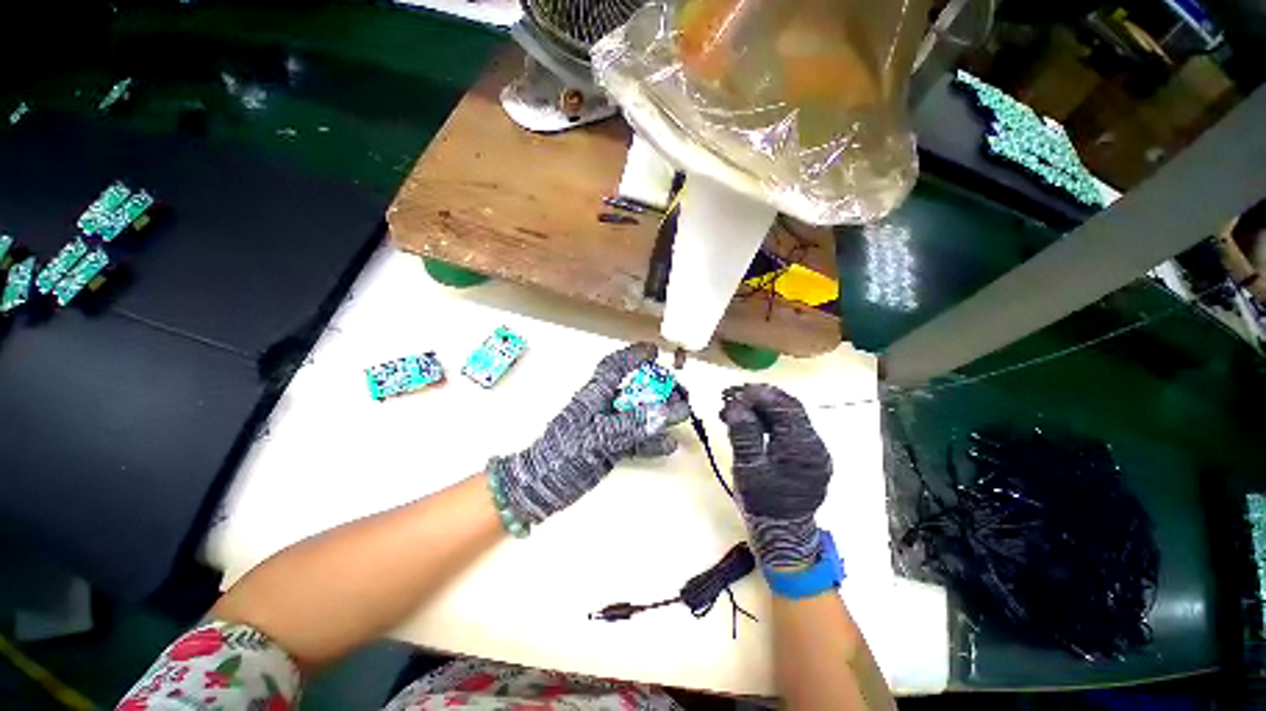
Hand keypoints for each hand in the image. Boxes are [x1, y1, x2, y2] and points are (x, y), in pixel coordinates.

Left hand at [490, 343, 689, 525]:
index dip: (634, 355)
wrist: (541, 488)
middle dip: (658, 387)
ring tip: (681, 413)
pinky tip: (668, 444)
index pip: (615, 366)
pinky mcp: (610, 447)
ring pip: (639, 413)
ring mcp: (608, 428)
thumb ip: (631, 425)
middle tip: (679, 391)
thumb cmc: (562, 454)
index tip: (654, 352)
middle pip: (635, 389)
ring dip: (660, 412)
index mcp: (595, 394)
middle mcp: (603, 406)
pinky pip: (636, 439)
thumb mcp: (597, 437)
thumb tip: (664, 413)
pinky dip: (653, 441)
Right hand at [720, 384, 831, 568]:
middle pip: (788, 408)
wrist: (782, 534)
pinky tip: (746, 420)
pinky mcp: (804, 454)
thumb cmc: (762, 503)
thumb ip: (743, 433)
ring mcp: (811, 449)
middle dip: (758, 397)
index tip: (734, 391)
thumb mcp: (748, 468)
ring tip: (733, 406)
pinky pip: (785, 428)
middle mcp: (814, 444)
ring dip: (760, 407)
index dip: (759, 394)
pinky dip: (765, 419)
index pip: (785, 407)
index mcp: (803, 447)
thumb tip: (735, 404)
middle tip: (730, 395)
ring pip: (786, 416)